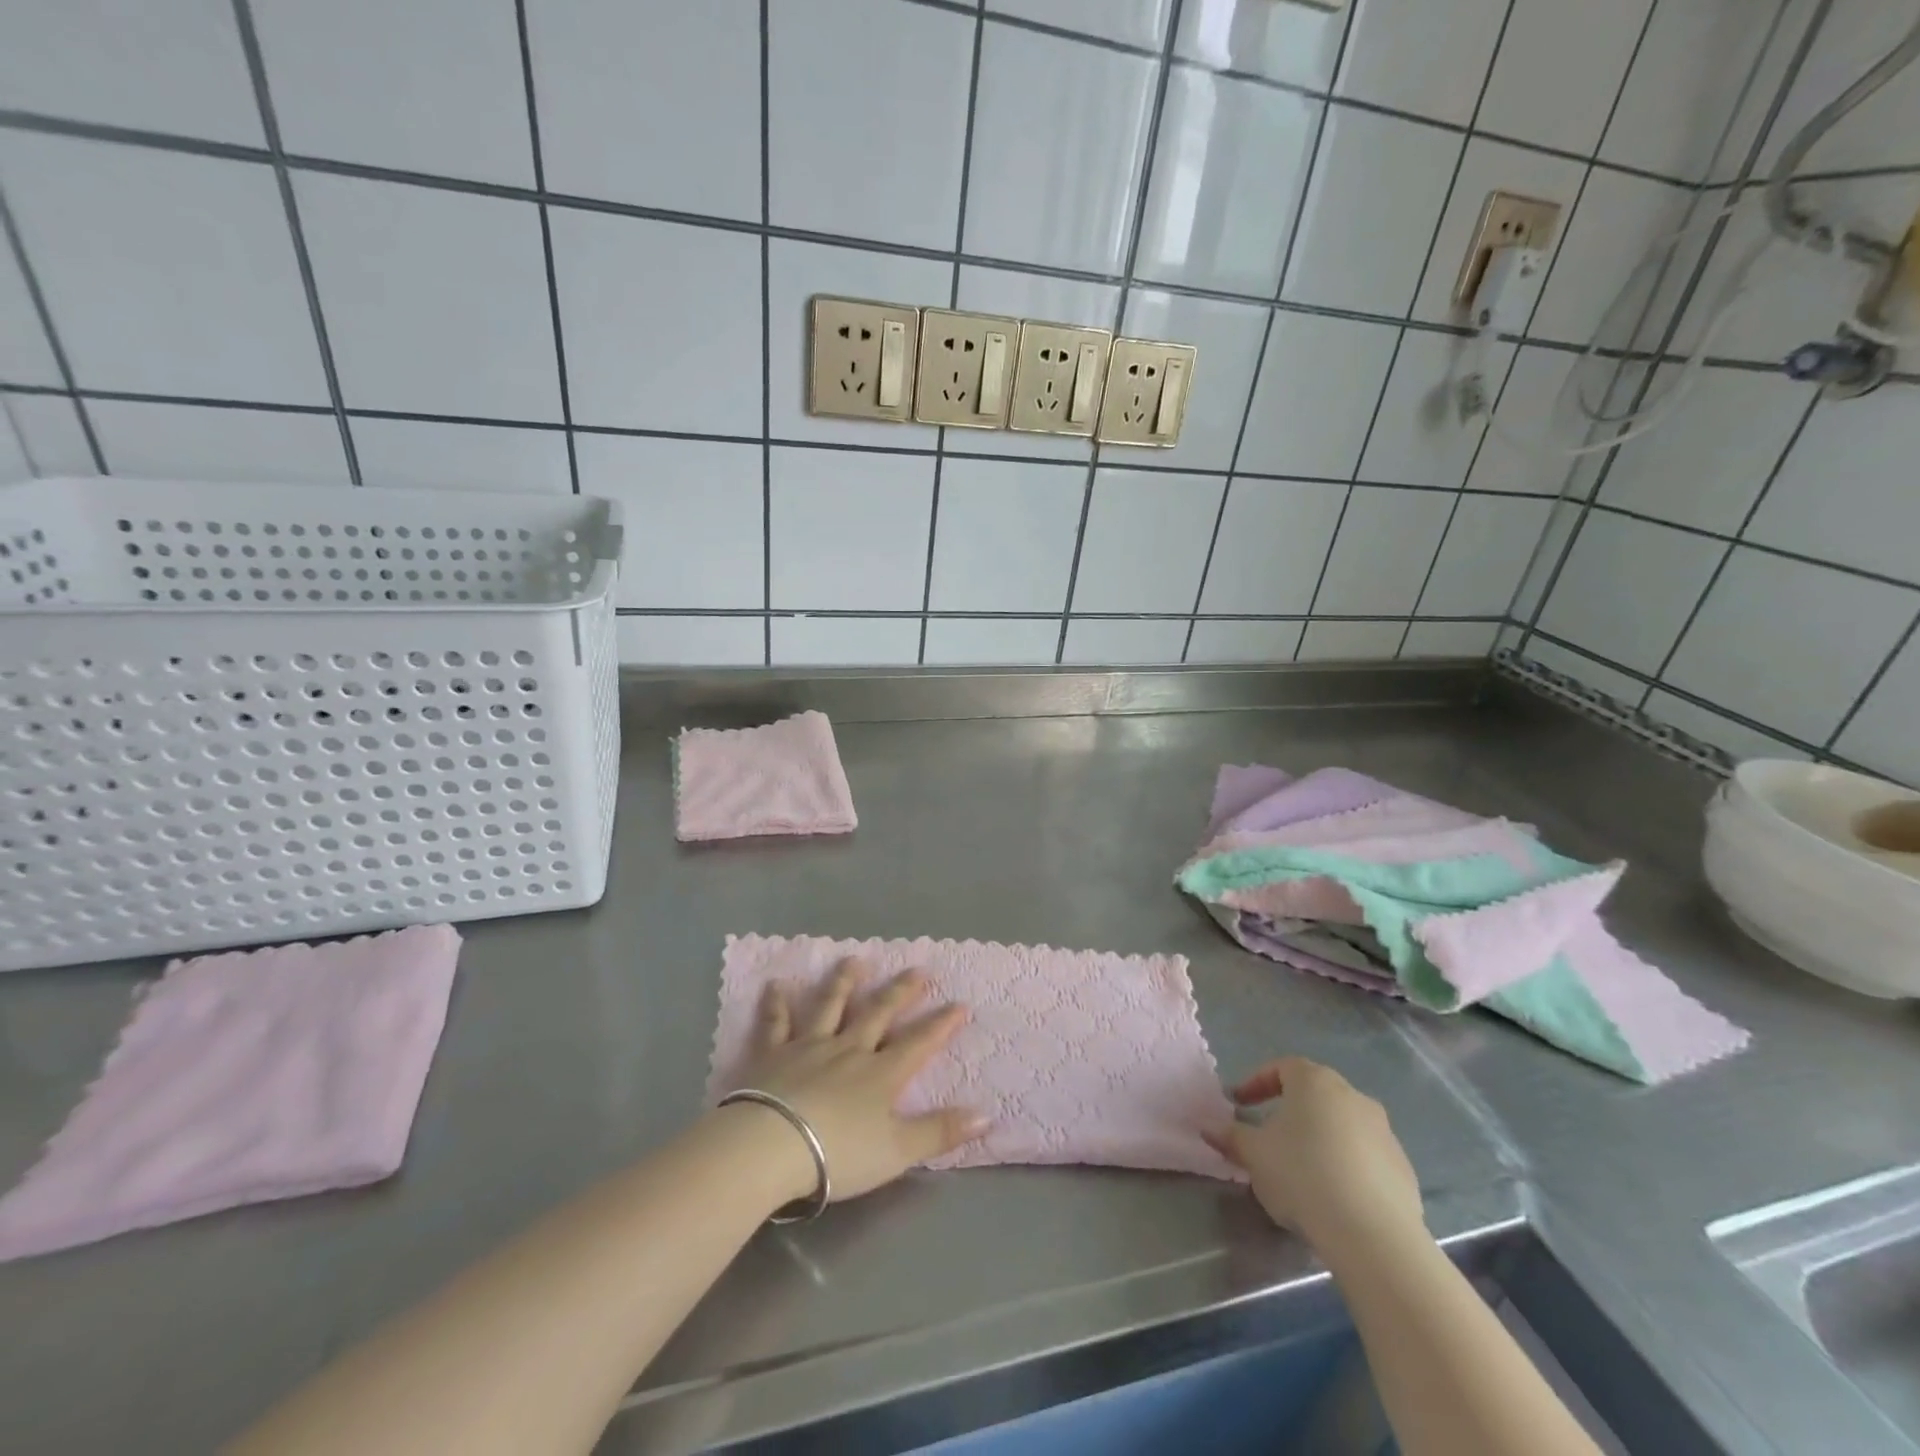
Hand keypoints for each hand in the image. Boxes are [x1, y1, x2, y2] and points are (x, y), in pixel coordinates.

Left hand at [728, 958, 987, 1205]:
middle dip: (900, 991)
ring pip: (830, 1006)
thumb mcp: (897, 1150)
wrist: (770, 1147)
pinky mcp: (772, 1054)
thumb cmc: (838, 1153)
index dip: (941, 1024)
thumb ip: (939, 1132)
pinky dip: (776, 1004)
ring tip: (855, 960)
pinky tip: (776, 985)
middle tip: (917, 969)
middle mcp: (848, 1049)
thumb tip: (987, 1115)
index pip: (918, 1043)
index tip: (960, 1004)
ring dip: (844, 982)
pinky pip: (775, 1023)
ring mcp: (808, 1047)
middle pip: (878, 1013)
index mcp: (880, 1073)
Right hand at [1209, 1058, 1424, 1262]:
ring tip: (1301, 1170)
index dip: (1256, 1083)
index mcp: (1314, 1082)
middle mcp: (1352, 1095)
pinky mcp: (1402, 1167)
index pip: (1281, 1068)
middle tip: (1269, 1135)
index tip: (1240, 1104)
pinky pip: (1364, 1156)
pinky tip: (1333, 1195)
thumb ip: (1230, 1136)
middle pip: (1314, 1094)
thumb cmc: (1303, 1176)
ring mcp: (1383, 1131)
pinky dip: (1345, 1165)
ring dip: (1319, 1138)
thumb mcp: (1254, 1155)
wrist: (1374, 1235)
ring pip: (1341, 1125)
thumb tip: (1209, 1128)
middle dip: (1289, 1111)